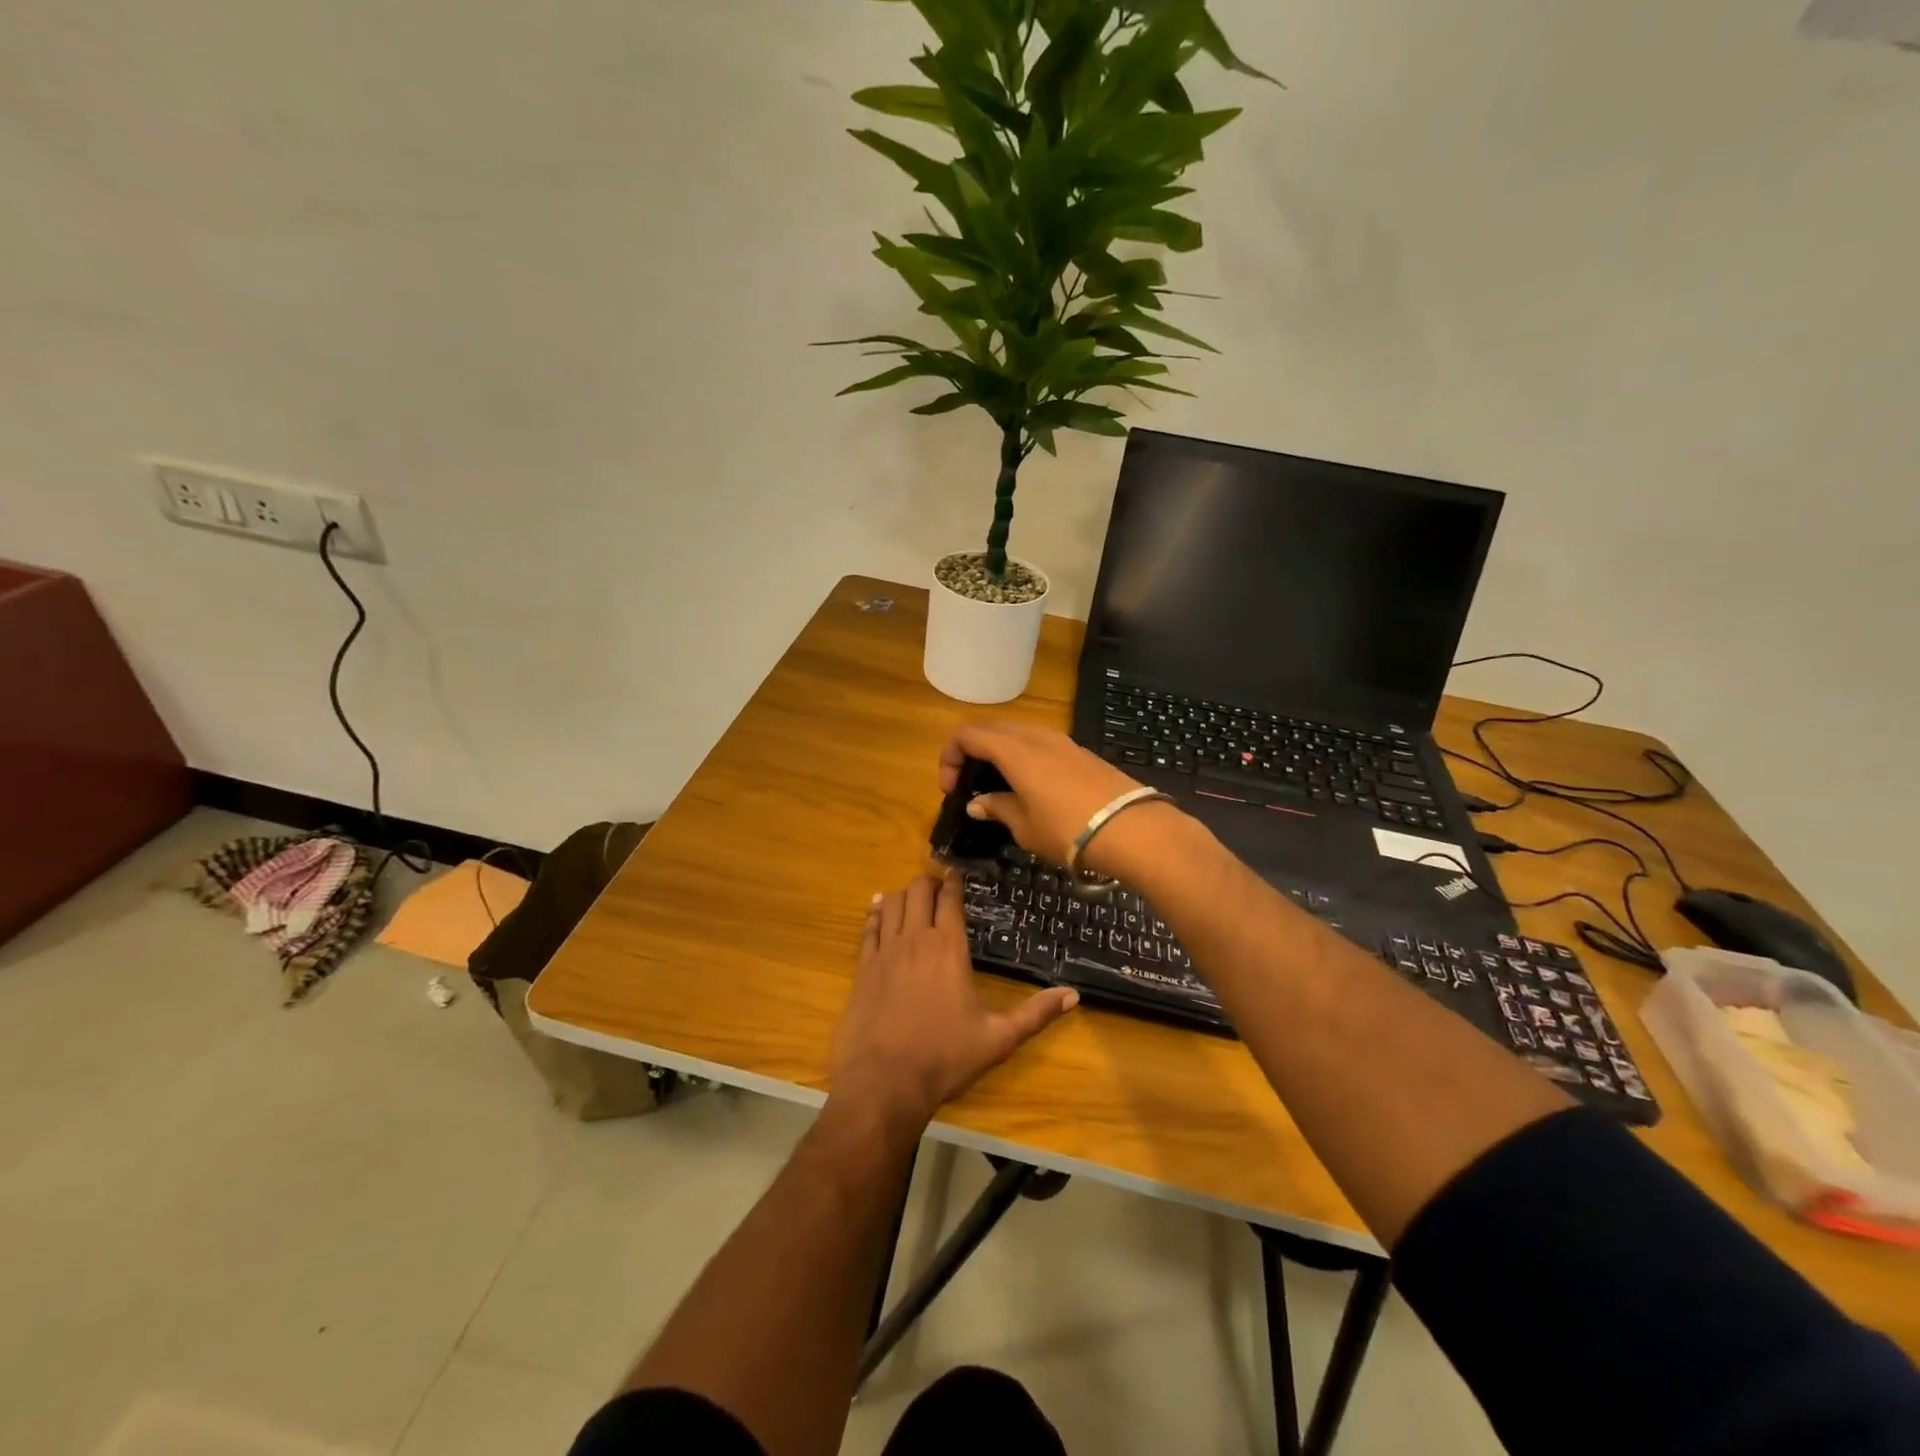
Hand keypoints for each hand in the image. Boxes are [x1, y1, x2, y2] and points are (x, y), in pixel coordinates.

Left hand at [830, 875, 1077, 1124]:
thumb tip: (1074, 995)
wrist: (885, 1081)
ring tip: (912, 895)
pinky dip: (875, 912)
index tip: (956, 873)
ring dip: (903, 894)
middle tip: (936, 886)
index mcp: (949, 948)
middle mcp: (916, 939)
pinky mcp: (863, 967)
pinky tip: (878, 907)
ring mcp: (885, 951)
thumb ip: (1035, 1014)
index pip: (951, 900)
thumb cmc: (945, 1057)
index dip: (954, 882)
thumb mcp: (998, 1038)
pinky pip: (868, 927)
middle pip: (918, 891)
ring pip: (893, 903)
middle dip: (928, 882)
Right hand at [940, 721, 1177, 873]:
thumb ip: (998, 808)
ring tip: (998, 787)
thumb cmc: (1068, 830)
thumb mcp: (1025, 826)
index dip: (950, 757)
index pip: (968, 735)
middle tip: (969, 785)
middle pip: (991, 729)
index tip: (951, 789)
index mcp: (1014, 750)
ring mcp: (1061, 740)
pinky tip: (1029, 787)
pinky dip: (1022, 757)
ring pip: (1017, 734)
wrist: (1132, 829)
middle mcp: (1035, 736)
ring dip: (998, 753)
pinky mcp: (1080, 751)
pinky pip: (1039, 744)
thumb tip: (977, 803)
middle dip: (972, 752)